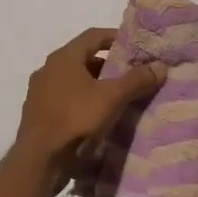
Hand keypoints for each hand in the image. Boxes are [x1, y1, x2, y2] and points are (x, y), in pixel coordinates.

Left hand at [15, 27, 165, 166]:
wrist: (39, 161)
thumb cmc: (76, 120)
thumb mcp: (112, 98)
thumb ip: (136, 80)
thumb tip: (160, 65)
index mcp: (63, 58)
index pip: (93, 36)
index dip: (115, 37)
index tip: (134, 47)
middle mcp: (48, 69)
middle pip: (82, 58)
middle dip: (106, 65)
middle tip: (128, 75)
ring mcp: (39, 92)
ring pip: (72, 80)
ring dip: (93, 85)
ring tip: (115, 98)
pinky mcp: (37, 114)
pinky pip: (63, 99)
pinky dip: (80, 101)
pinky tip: (94, 117)